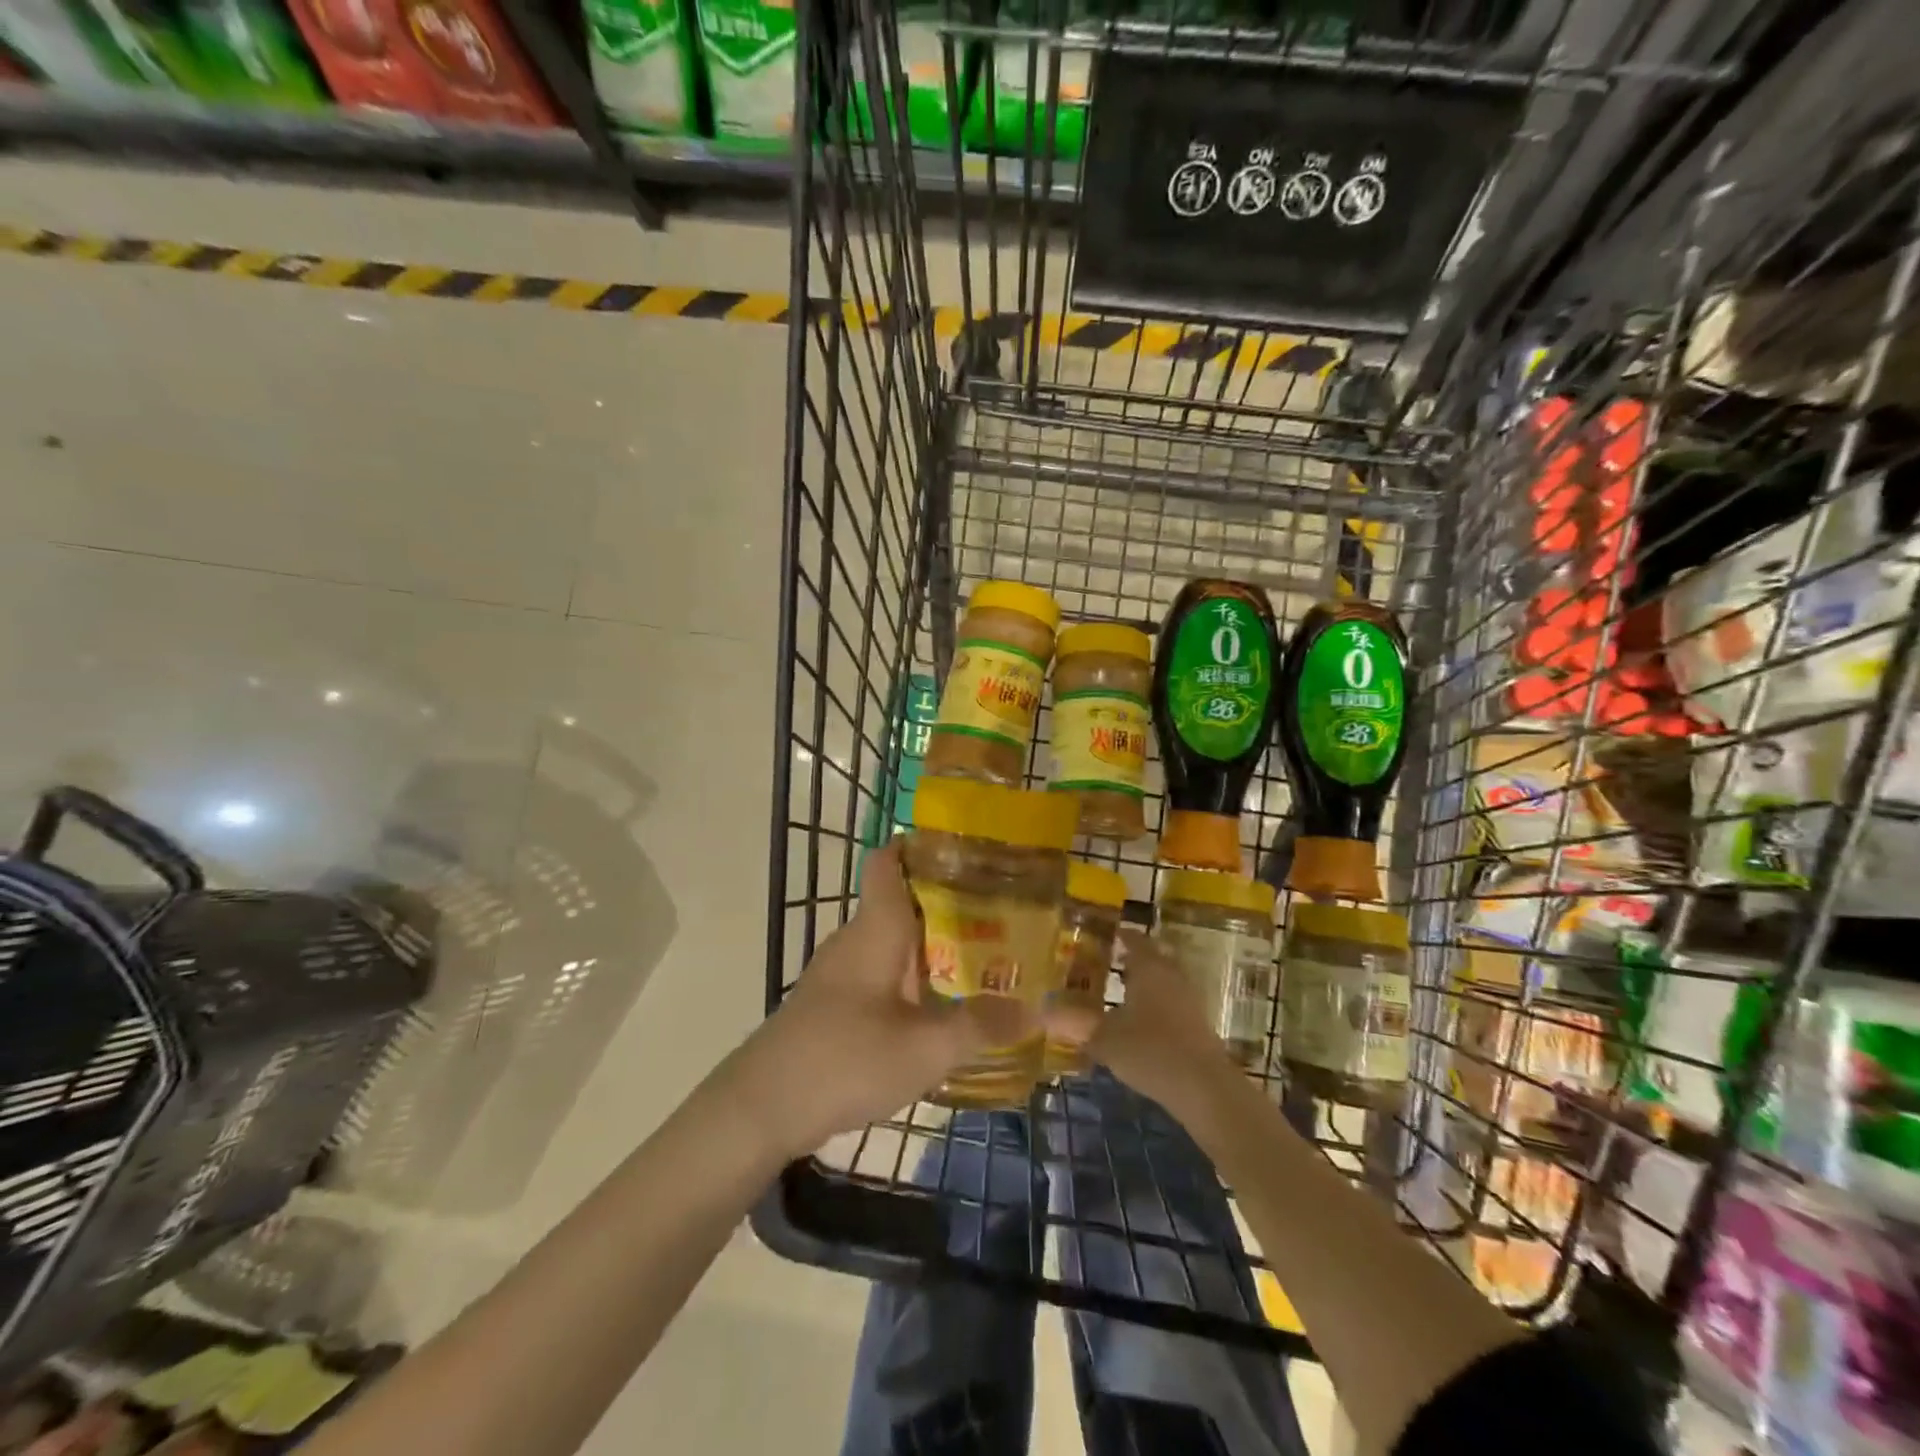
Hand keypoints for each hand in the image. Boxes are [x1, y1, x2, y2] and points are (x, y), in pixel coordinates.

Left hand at [728, 840, 1029, 1158]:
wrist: (760, 1109)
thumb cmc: (843, 1059)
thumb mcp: (924, 1048)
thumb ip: (982, 1026)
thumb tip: (1040, 1011)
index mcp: (876, 928)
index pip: (890, 860)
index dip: (924, 845)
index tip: (973, 850)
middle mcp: (857, 939)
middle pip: (906, 901)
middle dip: (954, 903)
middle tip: (1009, 913)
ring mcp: (842, 972)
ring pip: (896, 941)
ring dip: (937, 945)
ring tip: (989, 957)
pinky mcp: (836, 1003)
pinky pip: (885, 974)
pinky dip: (917, 978)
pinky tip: (944, 1006)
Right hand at [1080, 928, 1234, 1110]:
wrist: (1204, 1088)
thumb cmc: (1150, 1050)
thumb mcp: (1104, 1037)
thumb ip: (1075, 1022)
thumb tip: (1041, 1011)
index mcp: (1149, 967)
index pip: (1134, 940)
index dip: (1119, 936)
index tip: (1104, 935)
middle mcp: (1172, 976)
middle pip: (1153, 958)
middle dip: (1133, 958)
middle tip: (1109, 962)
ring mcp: (1189, 1000)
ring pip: (1164, 981)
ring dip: (1145, 983)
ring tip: (1120, 993)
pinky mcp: (1198, 1025)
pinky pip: (1172, 1003)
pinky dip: (1156, 1006)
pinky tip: (1140, 1024)